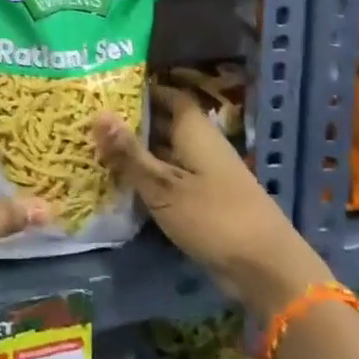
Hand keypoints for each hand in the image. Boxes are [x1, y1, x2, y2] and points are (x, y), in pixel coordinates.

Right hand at [93, 86, 333, 319]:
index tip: (110, 90)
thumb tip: (97, 113)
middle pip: (166, 124)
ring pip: (167, 154)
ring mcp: (206, 176)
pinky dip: (150, 180)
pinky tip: (122, 187)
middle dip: (133, 122)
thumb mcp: (163, 186)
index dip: (144, 90)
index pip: (170, 96)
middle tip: (92, 121)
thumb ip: (129, 153)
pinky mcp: (206, 203)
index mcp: (195, 132)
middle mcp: (202, 147)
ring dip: (139, 153)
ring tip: (97, 150)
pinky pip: (172, 181)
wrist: (266, 269)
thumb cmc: (213, 217)